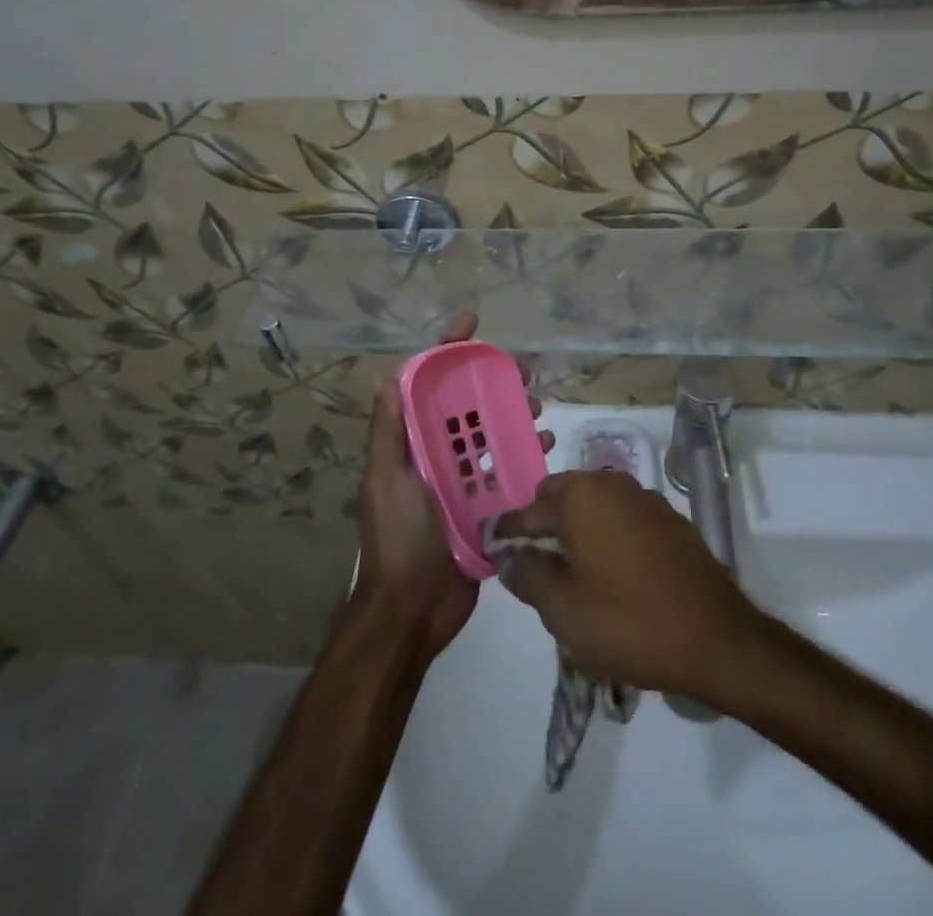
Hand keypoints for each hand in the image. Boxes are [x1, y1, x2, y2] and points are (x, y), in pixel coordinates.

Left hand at [354, 312, 550, 659]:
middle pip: (469, 404)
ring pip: (494, 433)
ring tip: (538, 407)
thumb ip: (389, 431)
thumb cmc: (398, 538)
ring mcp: (464, 480)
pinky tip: (548, 447)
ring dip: (514, 414)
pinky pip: (510, 471)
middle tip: (525, 370)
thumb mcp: (386, 479)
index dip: (449, 349)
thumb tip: (384, 375)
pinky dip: (528, 454)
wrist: (414, 610)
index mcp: (412, 442)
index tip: (474, 322)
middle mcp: (438, 454)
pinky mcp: (487, 505)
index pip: (428, 384)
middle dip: (493, 380)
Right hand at [492, 472, 763, 701]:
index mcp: (580, 497)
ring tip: (572, 572)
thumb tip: (510, 557)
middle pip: (562, 497)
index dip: (508, 531)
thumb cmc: (629, 623)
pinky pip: (623, 517)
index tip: (493, 547)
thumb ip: (528, 577)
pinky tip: (611, 573)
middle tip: (535, 565)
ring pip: (594, 505)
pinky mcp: (669, 518)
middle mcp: (611, 484)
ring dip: (577, 528)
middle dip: (544, 525)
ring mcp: (645, 498)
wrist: (717, 638)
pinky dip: (608, 534)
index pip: (529, 509)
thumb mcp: (564, 611)